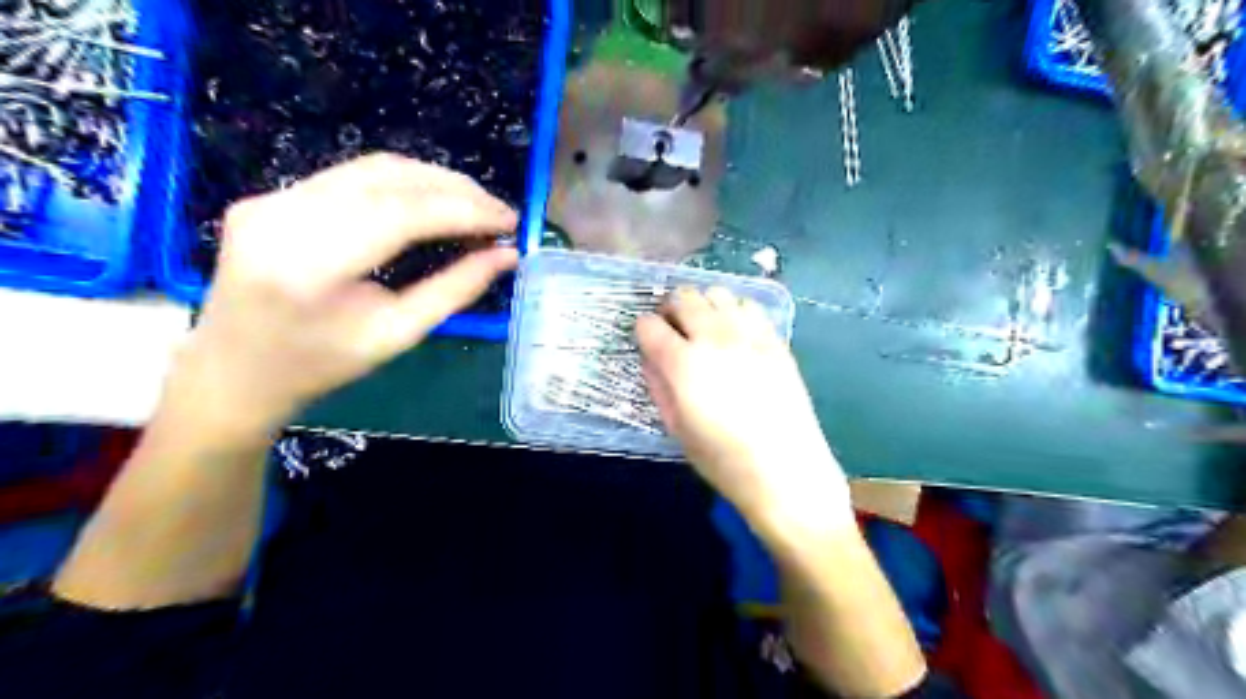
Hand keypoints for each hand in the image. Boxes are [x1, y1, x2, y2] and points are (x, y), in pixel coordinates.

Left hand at [170, 152, 515, 436]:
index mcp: (311, 265)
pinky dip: (403, 185)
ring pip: (372, 168)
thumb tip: (507, 256)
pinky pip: (351, 176)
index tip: (510, 222)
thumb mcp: (398, 334)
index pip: (403, 214)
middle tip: (499, 214)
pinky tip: (432, 203)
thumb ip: (455, 289)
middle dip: (456, 190)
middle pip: (389, 179)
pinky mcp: (271, 196)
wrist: (233, 371)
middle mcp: (283, 216)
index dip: (465, 212)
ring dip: (434, 181)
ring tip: (475, 206)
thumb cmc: (321, 365)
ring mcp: (270, 199)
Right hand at [637, 287, 852, 535]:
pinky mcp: (775, 340)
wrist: (785, 469)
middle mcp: (714, 338)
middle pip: (684, 297)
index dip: (643, 330)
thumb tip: (652, 359)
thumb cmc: (722, 459)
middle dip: (670, 308)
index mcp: (683, 364)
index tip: (648, 341)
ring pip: (717, 293)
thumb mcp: (676, 428)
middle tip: (673, 329)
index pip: (650, 325)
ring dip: (704, 305)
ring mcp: (749, 335)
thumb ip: (659, 386)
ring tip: (705, 328)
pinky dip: (734, 311)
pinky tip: (735, 334)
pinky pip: (749, 306)